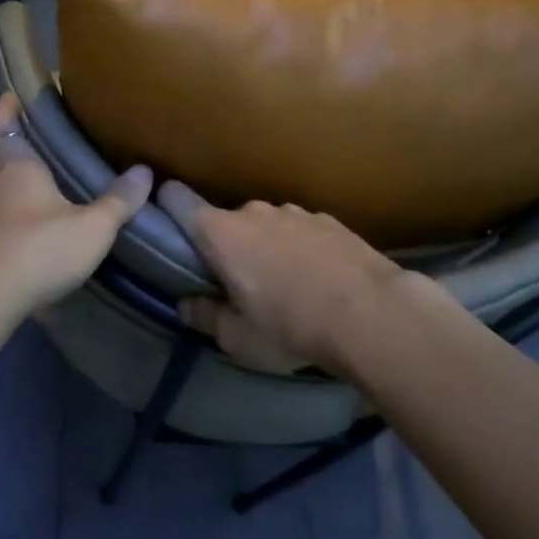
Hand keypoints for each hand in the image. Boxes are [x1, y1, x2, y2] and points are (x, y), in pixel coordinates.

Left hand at [0, 94, 151, 314]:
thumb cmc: (39, 249)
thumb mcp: (92, 227)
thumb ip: (119, 201)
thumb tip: (145, 171)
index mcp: (16, 166)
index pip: (0, 122)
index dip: (5, 108)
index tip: (14, 99)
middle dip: (6, 156)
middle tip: (35, 159)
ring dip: (5, 192)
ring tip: (36, 200)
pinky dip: (4, 223)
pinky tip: (27, 238)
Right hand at [158, 185, 419, 375]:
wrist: (371, 313)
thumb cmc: (290, 327)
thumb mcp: (238, 339)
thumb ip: (206, 317)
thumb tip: (187, 304)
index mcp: (221, 233)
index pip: (178, 200)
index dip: (166, 205)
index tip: (166, 223)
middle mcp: (253, 211)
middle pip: (227, 222)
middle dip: (228, 247)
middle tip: (239, 284)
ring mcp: (294, 211)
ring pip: (267, 226)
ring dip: (268, 248)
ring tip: (286, 287)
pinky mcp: (329, 220)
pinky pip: (301, 232)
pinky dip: (301, 249)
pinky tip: (320, 281)